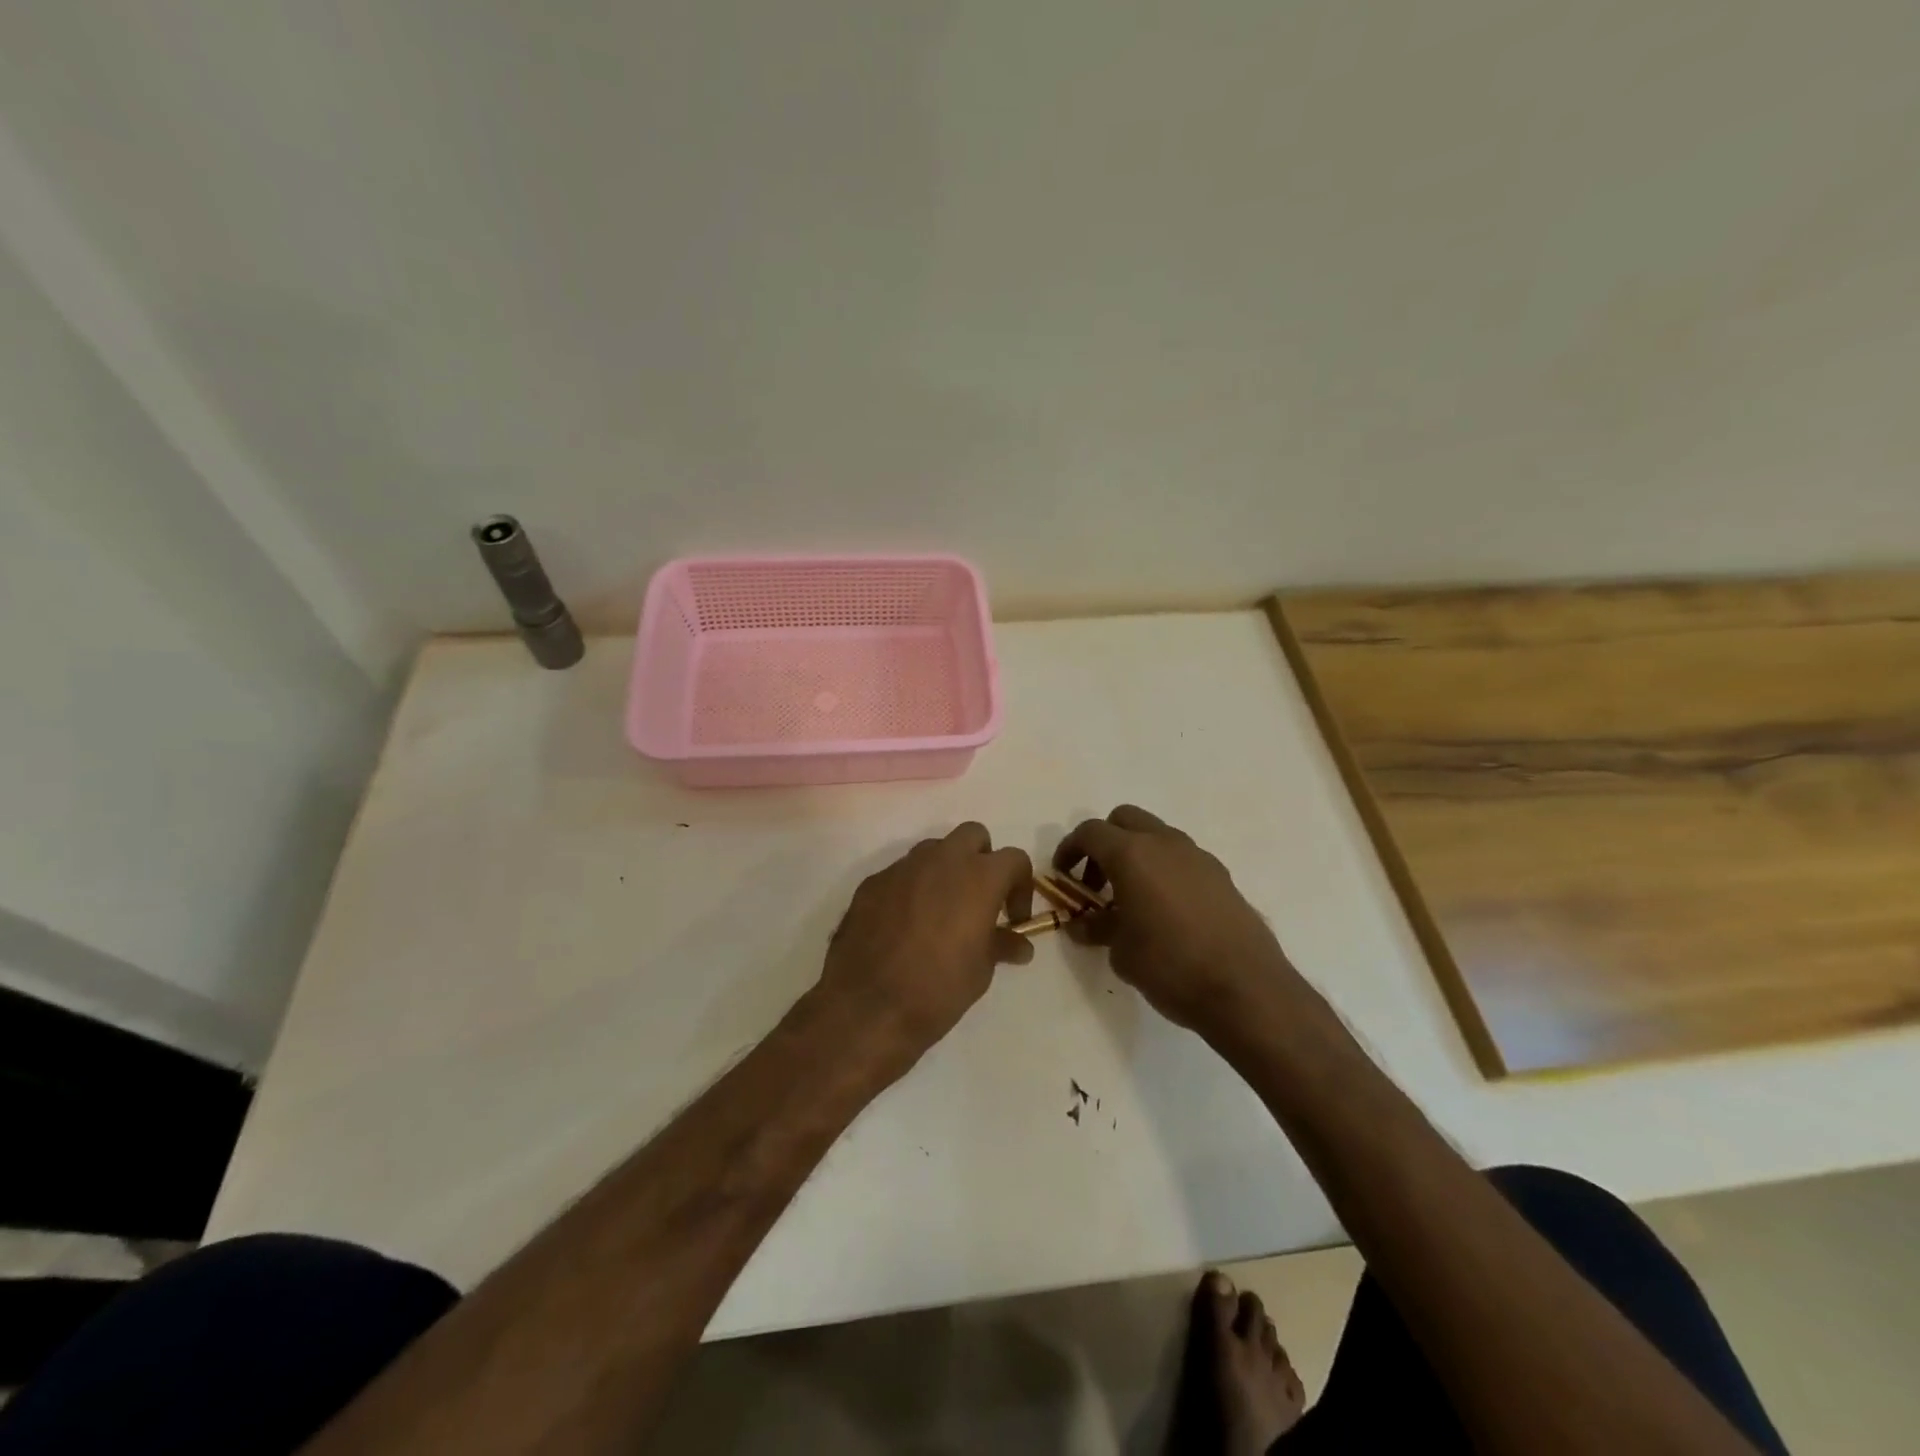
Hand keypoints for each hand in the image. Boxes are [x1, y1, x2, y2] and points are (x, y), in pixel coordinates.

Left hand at [816, 823, 1033, 1071]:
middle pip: (973, 835)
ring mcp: (903, 867)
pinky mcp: (873, 882)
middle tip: (979, 899)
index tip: (1013, 919)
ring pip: (934, 850)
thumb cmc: (938, 988)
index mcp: (978, 877)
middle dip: (982, 859)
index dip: (1020, 886)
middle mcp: (942, 860)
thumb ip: (1001, 945)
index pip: (1014, 858)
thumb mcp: (981, 971)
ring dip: (945, 870)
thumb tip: (1019, 944)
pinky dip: (912, 889)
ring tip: (941, 912)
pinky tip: (905, 925)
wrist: (867, 1005)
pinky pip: (902, 874)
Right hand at [1053, 805, 1295, 1038]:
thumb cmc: (1171, 966)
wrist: (1247, 990)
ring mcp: (1198, 857)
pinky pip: (1182, 859)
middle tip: (1096, 883)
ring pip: (1157, 836)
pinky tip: (1166, 912)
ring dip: (1136, 855)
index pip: (1090, 832)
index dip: (1070, 850)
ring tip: (1131, 900)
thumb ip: (1098, 928)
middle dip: (1104, 843)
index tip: (1063, 876)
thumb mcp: (1121, 951)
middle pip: (1124, 820)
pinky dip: (1164, 871)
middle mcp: (1165, 843)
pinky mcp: (1222, 877)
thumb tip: (1083, 924)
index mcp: (1132, 854)